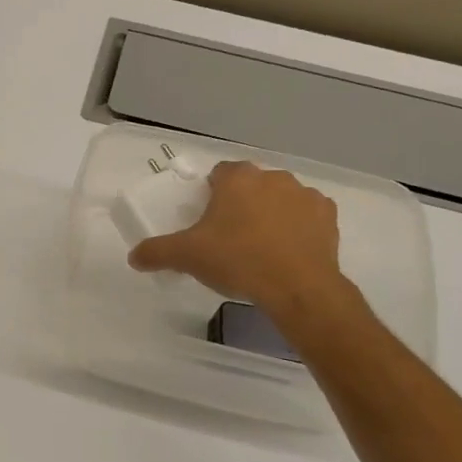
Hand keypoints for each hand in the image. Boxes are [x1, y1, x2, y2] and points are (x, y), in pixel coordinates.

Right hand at [128, 161, 358, 335]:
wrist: (297, 287)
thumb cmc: (237, 260)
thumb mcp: (186, 256)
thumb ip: (156, 252)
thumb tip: (133, 256)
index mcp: (237, 179)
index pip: (219, 174)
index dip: (211, 194)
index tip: (207, 219)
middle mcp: (272, 177)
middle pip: (250, 185)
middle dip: (241, 203)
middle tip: (230, 236)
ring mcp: (304, 194)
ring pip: (280, 198)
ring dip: (271, 213)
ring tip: (261, 247)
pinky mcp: (328, 215)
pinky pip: (307, 215)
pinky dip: (299, 227)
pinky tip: (289, 251)